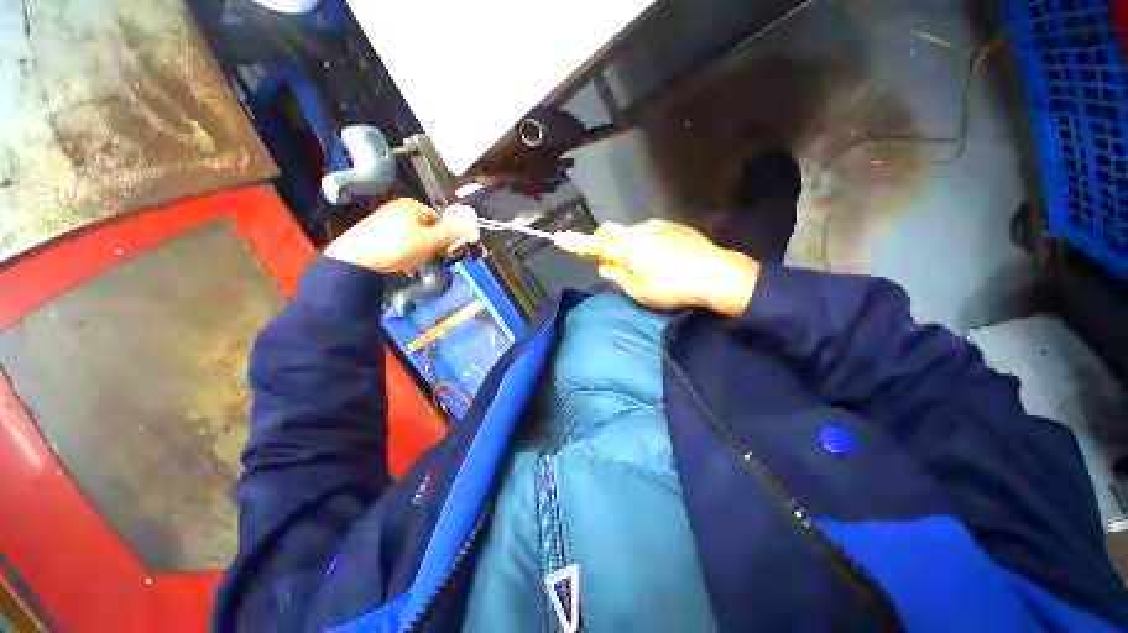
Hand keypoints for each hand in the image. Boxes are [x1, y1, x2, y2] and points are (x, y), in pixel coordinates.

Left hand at [324, 198, 462, 272]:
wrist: (358, 259)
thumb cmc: (398, 247)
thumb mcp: (430, 241)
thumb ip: (452, 234)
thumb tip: (472, 227)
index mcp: (412, 206)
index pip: (440, 219)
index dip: (445, 235)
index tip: (444, 250)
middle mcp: (397, 208)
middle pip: (426, 229)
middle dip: (431, 245)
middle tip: (429, 258)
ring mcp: (384, 220)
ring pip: (413, 238)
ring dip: (418, 252)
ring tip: (414, 264)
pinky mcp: (375, 233)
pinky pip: (398, 243)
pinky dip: (404, 253)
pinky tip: (402, 264)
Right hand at [595, 220, 760, 316]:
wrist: (715, 275)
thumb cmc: (669, 286)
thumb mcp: (637, 290)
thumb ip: (617, 277)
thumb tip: (604, 268)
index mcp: (631, 239)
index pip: (606, 229)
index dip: (598, 239)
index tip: (598, 251)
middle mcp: (647, 225)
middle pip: (626, 233)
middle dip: (622, 248)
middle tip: (628, 268)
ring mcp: (668, 225)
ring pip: (646, 234)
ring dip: (642, 247)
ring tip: (653, 267)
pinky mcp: (684, 228)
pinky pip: (663, 234)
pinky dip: (659, 245)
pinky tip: (671, 262)